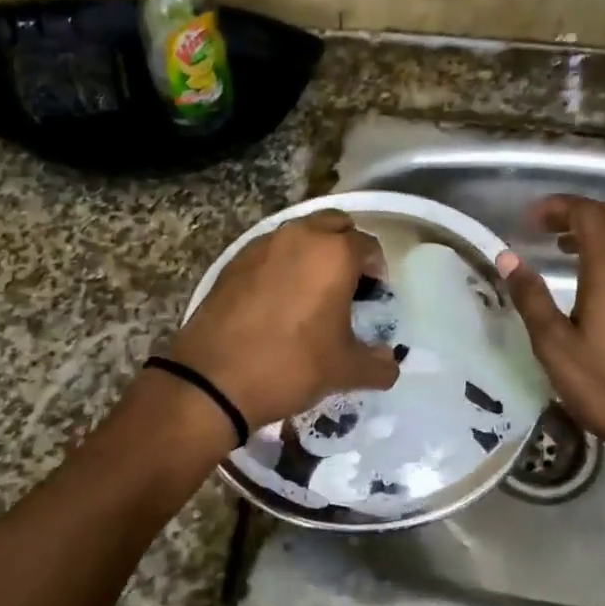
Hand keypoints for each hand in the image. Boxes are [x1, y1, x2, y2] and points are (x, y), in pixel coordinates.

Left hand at [166, 210, 399, 429]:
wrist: (213, 380)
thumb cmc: (291, 366)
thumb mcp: (345, 370)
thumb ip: (378, 365)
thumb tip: (391, 364)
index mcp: (334, 253)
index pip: (368, 246)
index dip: (377, 269)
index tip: (375, 296)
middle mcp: (299, 236)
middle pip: (334, 225)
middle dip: (346, 247)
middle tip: (348, 284)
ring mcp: (261, 245)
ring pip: (299, 234)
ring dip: (312, 252)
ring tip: (313, 291)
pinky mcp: (233, 262)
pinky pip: (269, 251)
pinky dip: (282, 264)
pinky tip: (279, 300)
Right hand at [498, 195, 604, 484]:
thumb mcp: (556, 347)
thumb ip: (531, 298)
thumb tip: (508, 258)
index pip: (589, 214)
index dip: (559, 206)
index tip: (530, 219)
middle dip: (577, 214)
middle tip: (544, 229)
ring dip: (595, 236)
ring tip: (563, 253)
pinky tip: (594, 290)